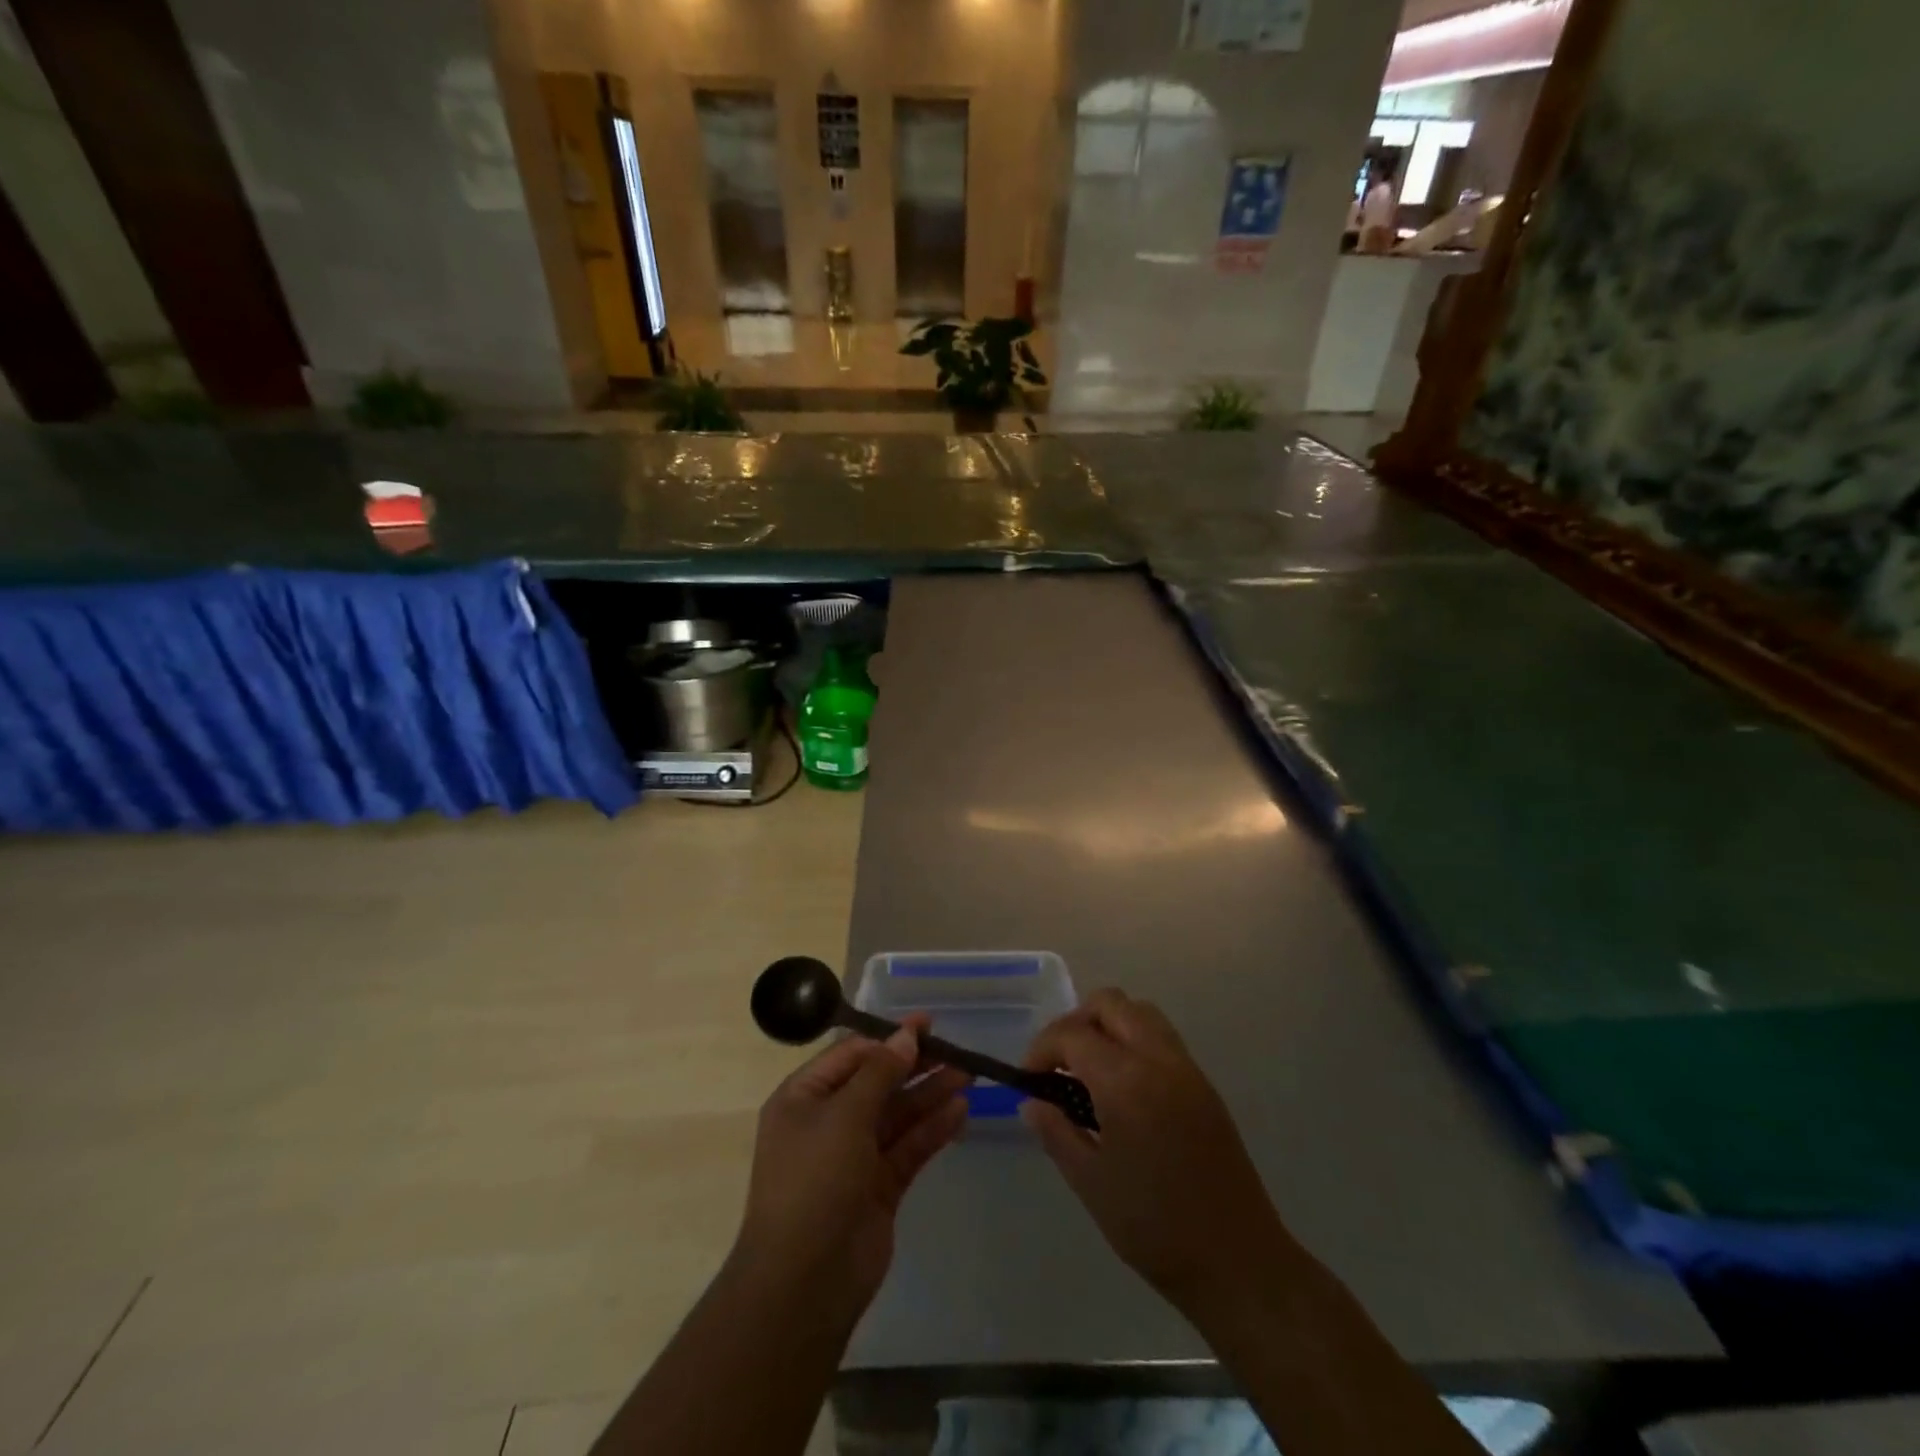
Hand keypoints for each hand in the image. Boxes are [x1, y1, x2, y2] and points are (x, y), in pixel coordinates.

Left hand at [734, 1018, 969, 1321]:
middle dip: (914, 1066)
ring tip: (968, 1075)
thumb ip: (880, 1072)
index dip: (888, 1039)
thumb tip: (906, 1035)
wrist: (804, 1282)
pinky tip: (960, 1111)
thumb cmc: (815, 1181)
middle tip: (955, 1049)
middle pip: (877, 1083)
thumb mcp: (844, 1115)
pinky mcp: (879, 1187)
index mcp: (803, 1098)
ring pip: (897, 1115)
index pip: (850, 1055)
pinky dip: (932, 1129)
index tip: (926, 1026)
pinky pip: (908, 1147)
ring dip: (929, 1094)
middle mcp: (827, 1122)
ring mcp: (853, 1157)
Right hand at [1022, 990, 1290, 1308]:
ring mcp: (1186, 1068)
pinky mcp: (1204, 1085)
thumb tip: (1033, 1102)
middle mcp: (1158, 1059)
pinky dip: (1133, 1041)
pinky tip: (1122, 1088)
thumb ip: (1057, 1132)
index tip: (1029, 1079)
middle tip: (1059, 1065)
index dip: (1042, 1048)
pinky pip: (1161, 1038)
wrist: (1238, 1261)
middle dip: (1075, 1023)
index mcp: (1126, 1080)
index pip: (1073, 1033)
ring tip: (1089, 1071)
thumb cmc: (1155, 1227)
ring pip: (1139, 1012)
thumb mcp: (1091, 1183)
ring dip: (1107, 1025)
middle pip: (1109, 1003)